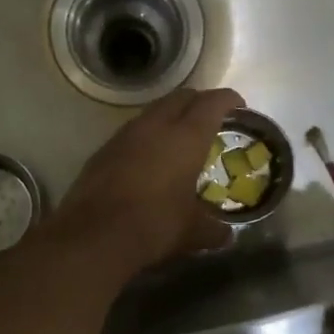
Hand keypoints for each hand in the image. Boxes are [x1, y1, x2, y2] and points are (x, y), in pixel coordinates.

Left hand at [50, 87, 244, 272]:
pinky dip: (146, 136)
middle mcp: (156, 126)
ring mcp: (126, 134)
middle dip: (198, 101)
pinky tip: (149, 157)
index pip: (212, 103)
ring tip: (179, 137)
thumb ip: (213, 229)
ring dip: (169, 116)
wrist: (94, 235)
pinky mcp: (104, 149)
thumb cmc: (154, 225)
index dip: (228, 99)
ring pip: (153, 111)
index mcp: (186, 137)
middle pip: (181, 97)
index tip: (238, 105)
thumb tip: (226, 235)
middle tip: (210, 118)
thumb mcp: (192, 231)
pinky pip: (132, 131)